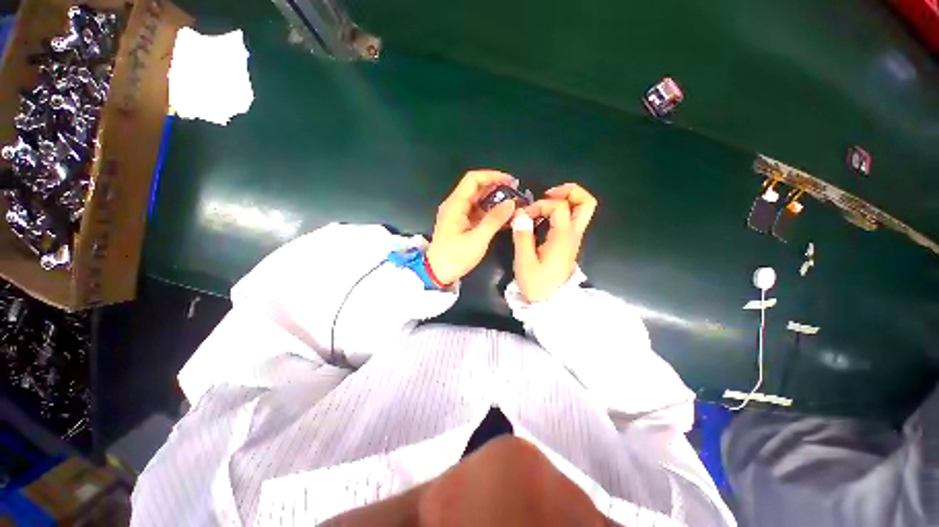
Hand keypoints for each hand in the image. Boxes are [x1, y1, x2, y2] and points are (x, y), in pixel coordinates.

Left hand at [426, 170, 517, 284]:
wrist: (438, 273)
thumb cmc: (455, 256)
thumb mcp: (477, 239)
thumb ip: (494, 220)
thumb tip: (511, 203)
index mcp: (455, 205)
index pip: (473, 179)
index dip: (492, 176)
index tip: (510, 181)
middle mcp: (455, 206)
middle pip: (477, 189)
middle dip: (497, 189)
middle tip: (516, 194)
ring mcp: (458, 215)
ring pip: (479, 201)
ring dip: (495, 202)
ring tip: (514, 206)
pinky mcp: (462, 224)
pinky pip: (478, 213)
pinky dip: (491, 213)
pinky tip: (505, 218)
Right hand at [512, 183, 597, 301]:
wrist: (549, 301)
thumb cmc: (536, 284)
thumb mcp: (525, 262)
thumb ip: (522, 237)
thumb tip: (520, 215)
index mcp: (563, 238)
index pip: (558, 206)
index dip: (539, 205)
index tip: (523, 217)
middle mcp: (573, 234)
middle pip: (586, 202)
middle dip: (568, 191)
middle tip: (547, 194)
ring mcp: (574, 238)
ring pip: (582, 208)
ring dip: (564, 199)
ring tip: (543, 204)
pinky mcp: (569, 242)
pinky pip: (572, 218)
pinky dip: (560, 210)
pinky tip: (543, 217)